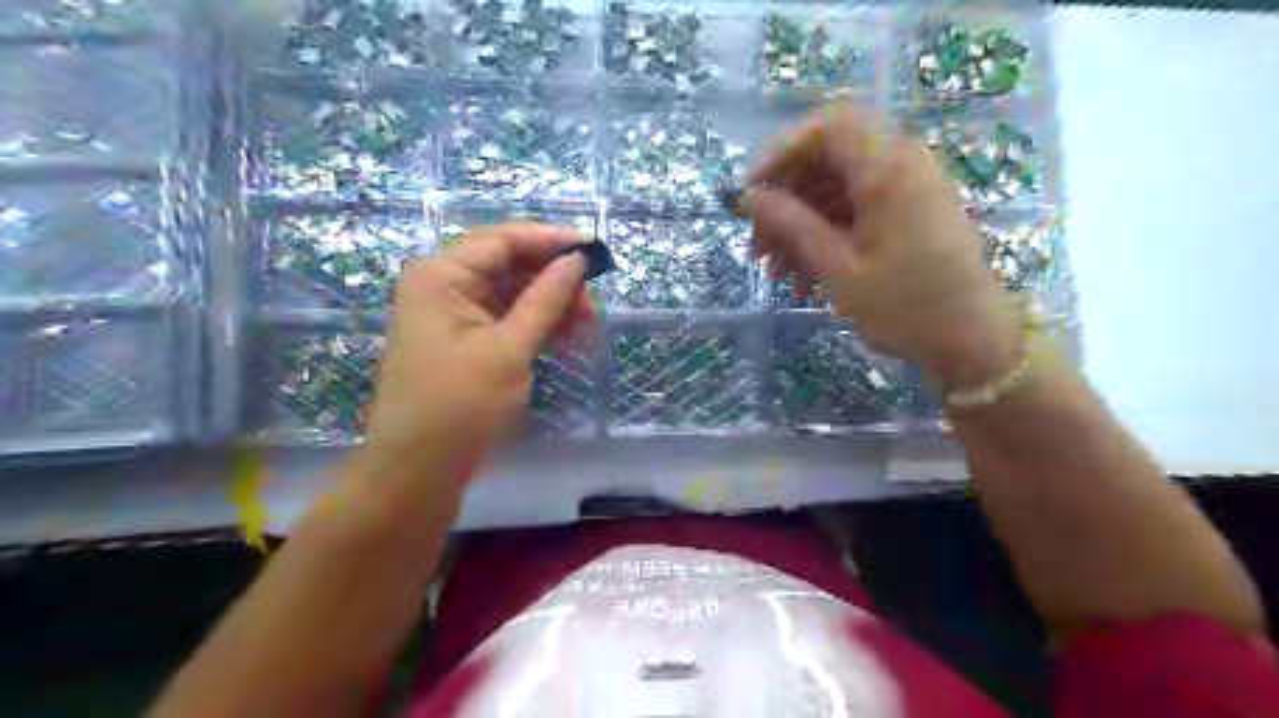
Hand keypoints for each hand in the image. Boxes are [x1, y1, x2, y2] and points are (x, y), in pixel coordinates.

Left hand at [357, 225, 591, 486]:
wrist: (419, 470)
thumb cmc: (461, 405)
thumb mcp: (509, 349)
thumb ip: (545, 299)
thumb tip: (577, 260)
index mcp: (441, 275)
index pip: (501, 239)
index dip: (549, 240)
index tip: (592, 250)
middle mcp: (442, 286)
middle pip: (507, 265)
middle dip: (552, 279)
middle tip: (592, 302)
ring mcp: (452, 315)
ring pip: (510, 293)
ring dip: (549, 304)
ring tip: (586, 324)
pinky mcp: (463, 341)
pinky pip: (505, 319)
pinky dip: (535, 324)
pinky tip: (565, 337)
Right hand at [746, 101, 1026, 387]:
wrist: (972, 343)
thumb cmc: (904, 307)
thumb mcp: (837, 268)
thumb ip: (791, 224)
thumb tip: (749, 198)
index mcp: (888, 168)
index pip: (826, 127)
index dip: (781, 153)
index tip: (752, 193)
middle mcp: (902, 164)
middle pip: (828, 160)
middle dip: (786, 200)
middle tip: (758, 245)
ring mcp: (908, 190)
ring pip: (837, 189)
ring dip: (801, 225)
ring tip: (777, 271)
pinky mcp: (909, 214)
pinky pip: (857, 210)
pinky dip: (826, 236)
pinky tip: (805, 277)